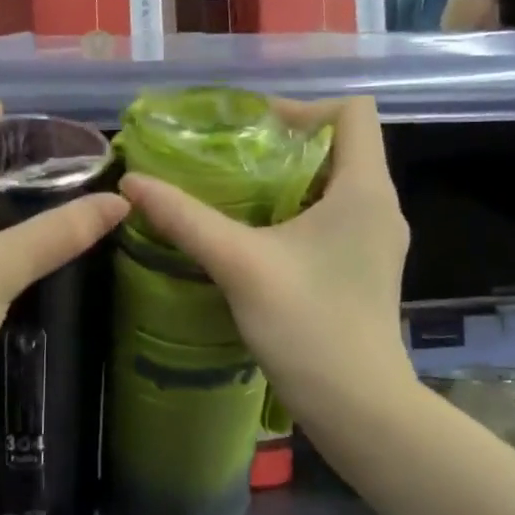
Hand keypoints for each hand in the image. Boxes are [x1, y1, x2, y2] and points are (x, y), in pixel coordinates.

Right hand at [119, 96, 410, 434]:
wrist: (357, 405)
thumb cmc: (308, 325)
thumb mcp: (239, 264)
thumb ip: (185, 219)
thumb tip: (133, 183)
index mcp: (365, 189)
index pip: (352, 112)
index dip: (304, 109)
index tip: (253, 133)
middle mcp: (381, 207)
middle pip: (340, 148)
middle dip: (284, 147)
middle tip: (230, 163)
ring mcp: (377, 242)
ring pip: (335, 187)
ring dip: (288, 184)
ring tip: (236, 199)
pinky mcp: (366, 271)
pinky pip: (334, 220)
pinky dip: (298, 216)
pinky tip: (258, 242)